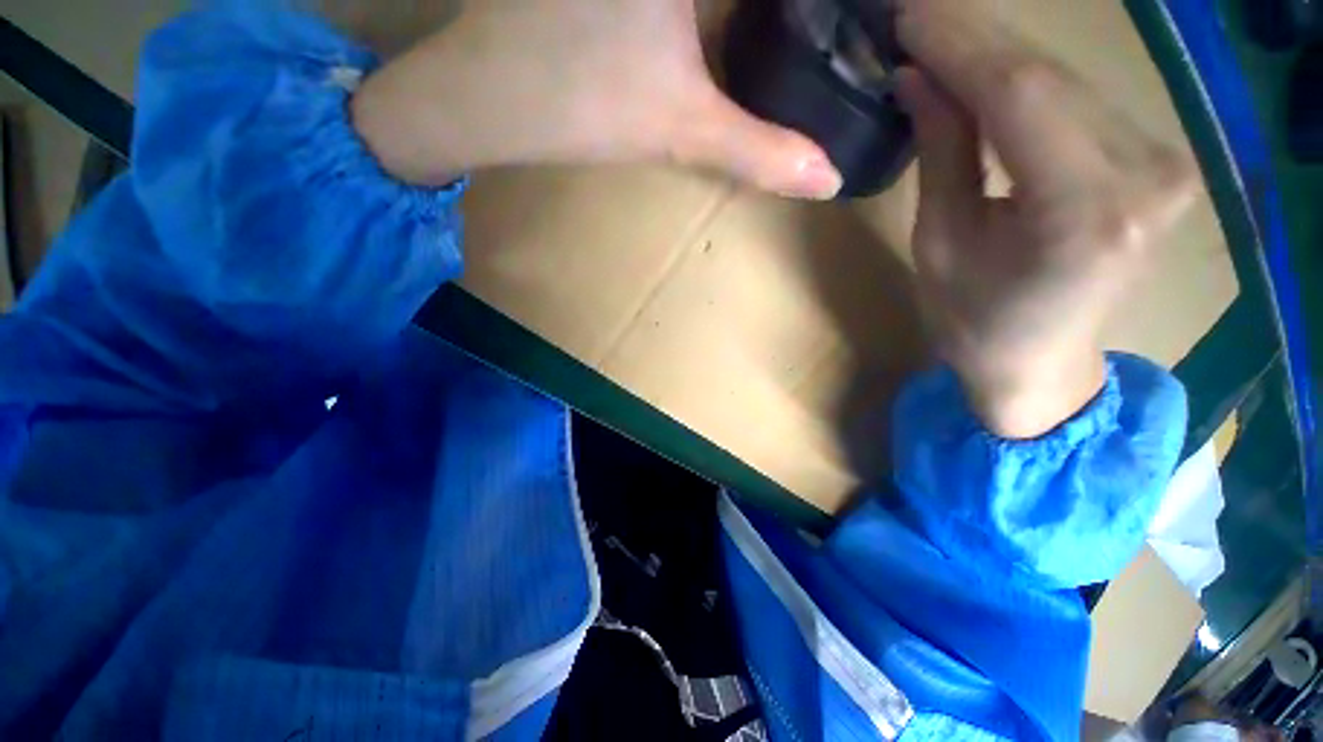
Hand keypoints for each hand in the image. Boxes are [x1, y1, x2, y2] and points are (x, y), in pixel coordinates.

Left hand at [349, 0, 842, 198]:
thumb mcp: (684, 129)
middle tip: (835, 30)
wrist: (487, 93)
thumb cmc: (581, 103)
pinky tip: (734, 29)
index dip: (821, 10)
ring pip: (724, 4)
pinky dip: (722, 17)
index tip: (861, 23)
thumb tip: (828, 179)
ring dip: (762, 17)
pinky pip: (695, 8)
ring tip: (797, 32)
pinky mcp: (623, 5)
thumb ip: (760, 150)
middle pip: (756, 1)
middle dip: (795, 14)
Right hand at [894, 0, 1198, 438]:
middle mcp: (1144, 175)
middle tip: (917, 16)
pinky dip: (1028, 79)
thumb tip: (917, 79)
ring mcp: (1162, 163)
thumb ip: (941, 153)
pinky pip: (1081, 101)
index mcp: (1081, 212)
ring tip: (940, 36)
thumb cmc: (973, 320)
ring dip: (999, 54)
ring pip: (1067, 80)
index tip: (908, 16)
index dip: (960, 45)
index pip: (1021, 95)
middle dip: (976, 39)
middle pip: (1050, 77)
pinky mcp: (1157, 160)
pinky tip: (986, 69)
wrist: (1040, 363)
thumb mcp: (939, 243)